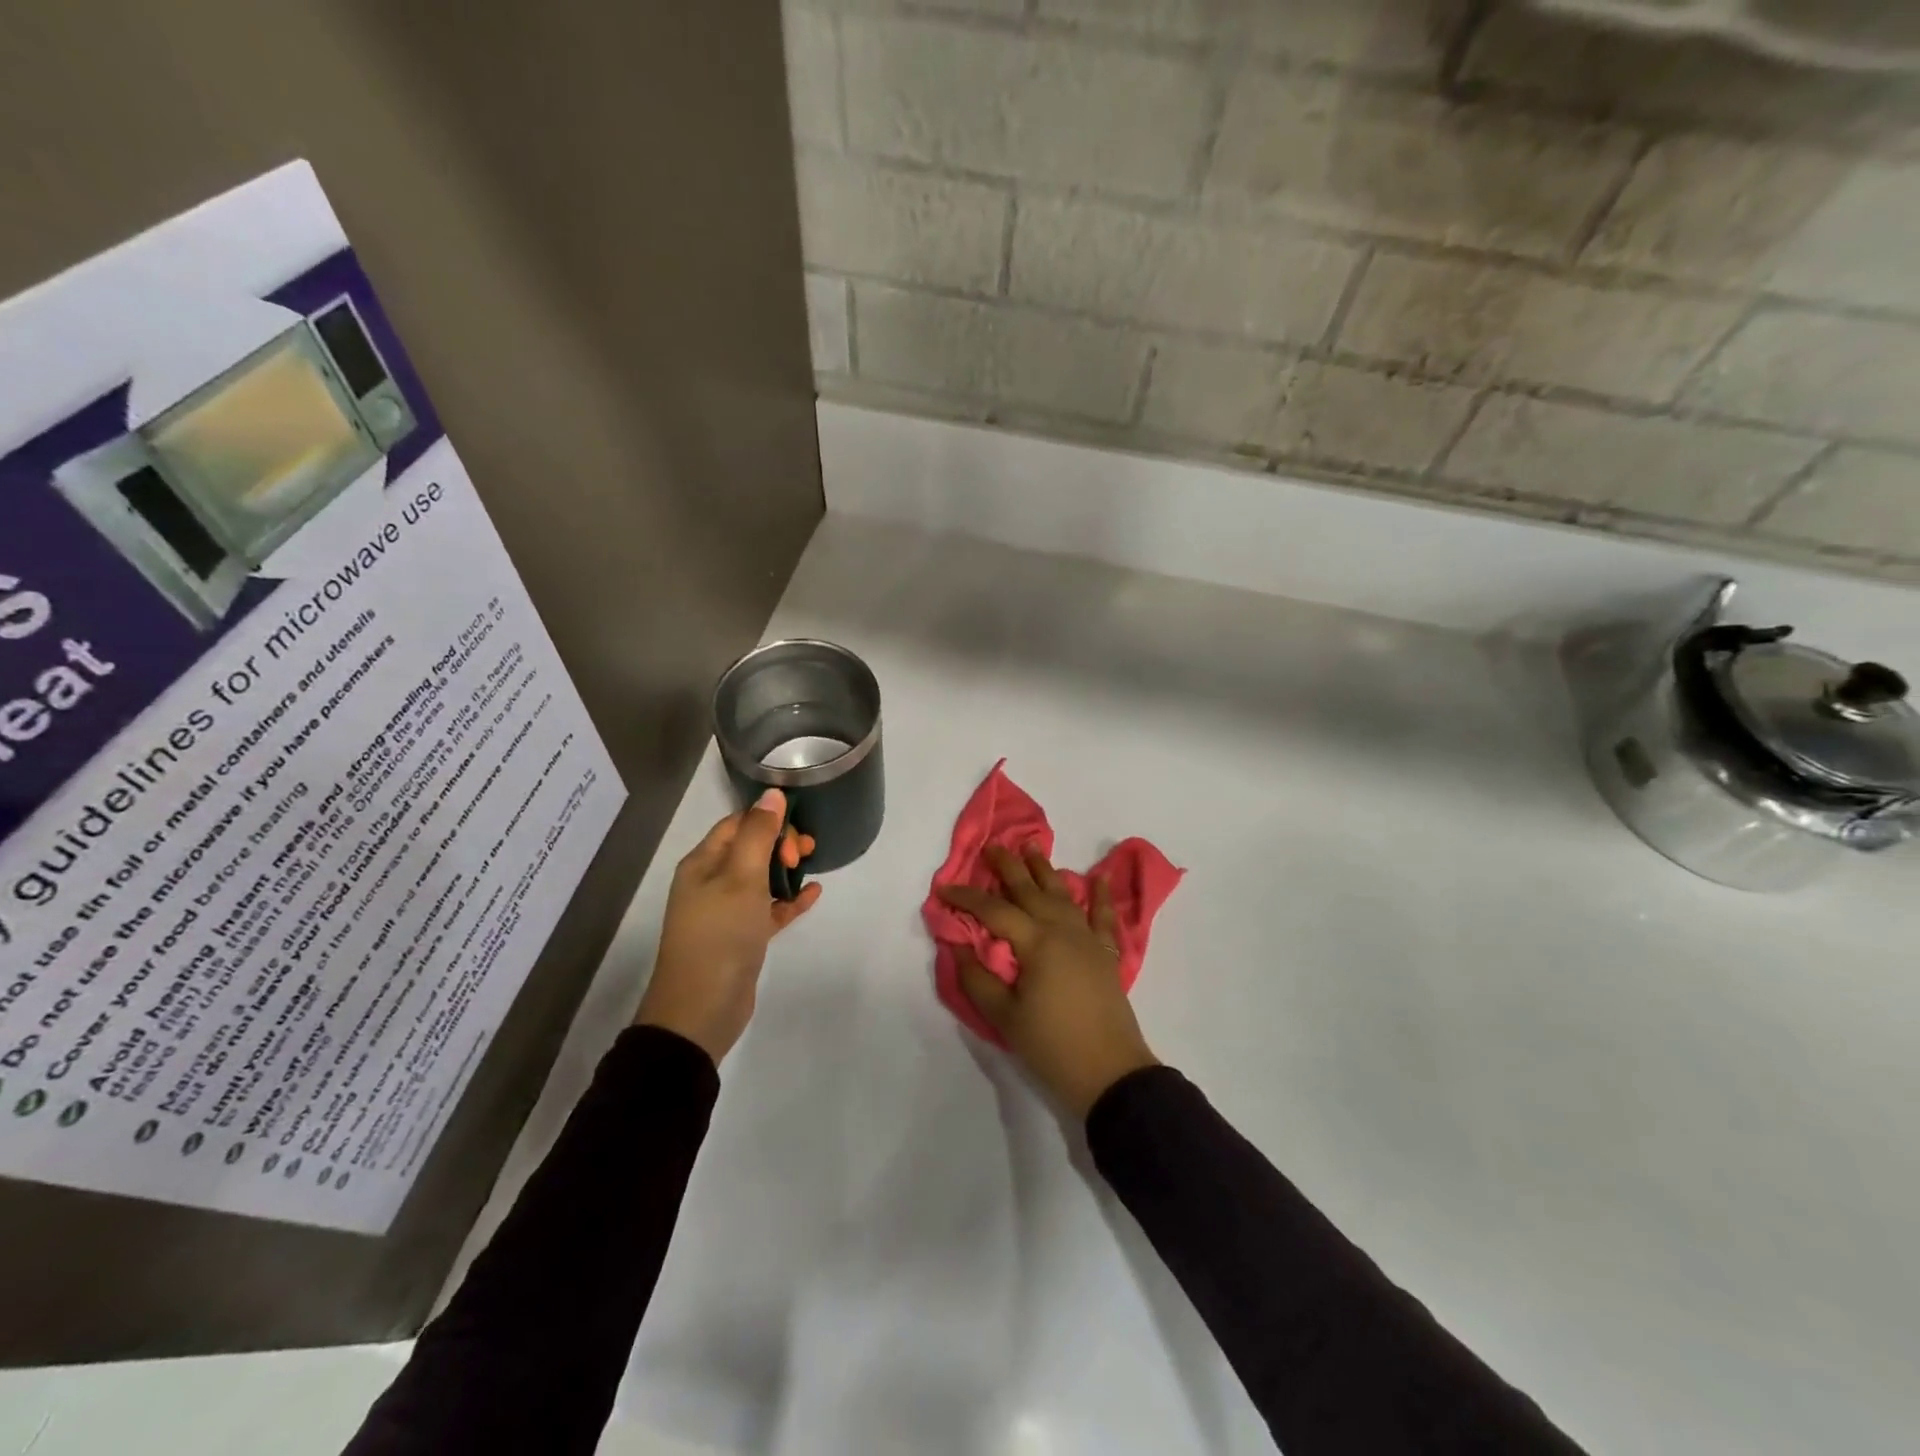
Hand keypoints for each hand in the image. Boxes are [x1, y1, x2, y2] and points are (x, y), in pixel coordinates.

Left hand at [635, 788, 821, 1062]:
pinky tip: (813, 894)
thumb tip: (773, 792)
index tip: (795, 836)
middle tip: (805, 854)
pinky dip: (788, 899)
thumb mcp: (741, 877)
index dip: (769, 821)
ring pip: (761, 877)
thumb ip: (758, 833)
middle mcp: (711, 882)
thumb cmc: (720, 935)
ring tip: (813, 867)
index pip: (738, 823)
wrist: (701, 1010)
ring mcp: (726, 911)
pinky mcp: (741, 936)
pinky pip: (768, 908)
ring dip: (787, 869)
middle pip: (750, 848)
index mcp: (703, 862)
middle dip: (781, 843)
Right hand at [940, 844, 1158, 1118]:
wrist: (1110, 1073)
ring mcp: (1087, 939)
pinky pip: (1104, 917)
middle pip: (1030, 890)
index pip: (994, 910)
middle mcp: (1062, 930)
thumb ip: (977, 978)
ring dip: (1045, 870)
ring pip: (1063, 895)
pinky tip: (1099, 878)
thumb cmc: (1051, 1046)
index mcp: (1036, 942)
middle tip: (991, 847)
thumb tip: (957, 945)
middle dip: (1008, 867)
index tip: (943, 890)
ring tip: (1032, 847)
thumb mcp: (1004, 1017)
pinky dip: (1102, 896)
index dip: (966, 898)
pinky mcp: (1105, 954)